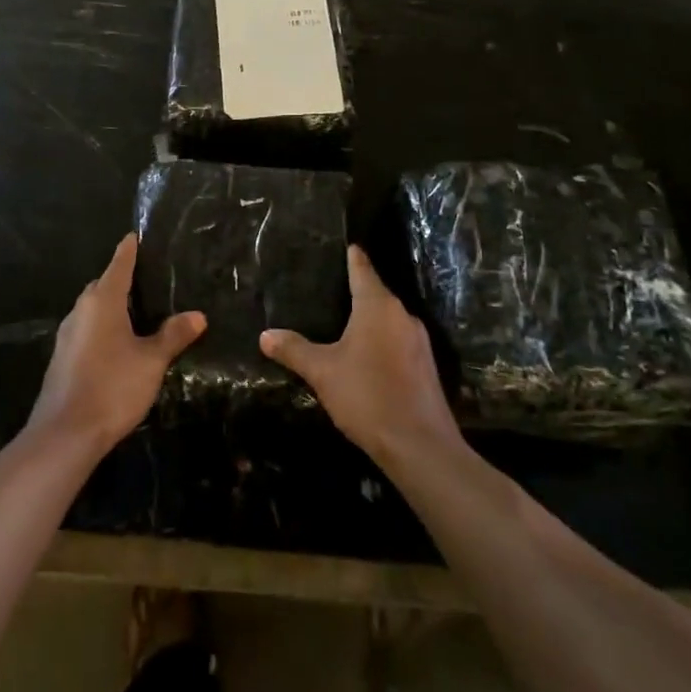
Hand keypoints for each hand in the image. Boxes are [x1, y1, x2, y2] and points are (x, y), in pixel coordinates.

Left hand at [27, 233, 205, 452]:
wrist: (65, 434)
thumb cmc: (112, 387)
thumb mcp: (151, 361)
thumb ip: (173, 335)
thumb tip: (198, 315)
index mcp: (102, 302)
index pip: (118, 266)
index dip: (128, 251)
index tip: (134, 236)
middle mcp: (80, 312)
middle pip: (101, 286)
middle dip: (120, 280)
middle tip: (146, 279)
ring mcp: (67, 336)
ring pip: (92, 310)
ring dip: (111, 307)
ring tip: (137, 312)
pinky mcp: (62, 358)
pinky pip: (86, 331)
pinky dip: (102, 328)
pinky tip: (117, 344)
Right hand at [261, 246, 461, 469]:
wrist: (420, 446)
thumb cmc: (367, 396)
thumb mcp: (322, 371)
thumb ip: (294, 350)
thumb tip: (265, 335)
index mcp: (378, 307)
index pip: (363, 270)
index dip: (353, 257)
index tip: (348, 245)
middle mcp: (402, 316)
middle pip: (377, 294)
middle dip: (357, 291)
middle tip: (331, 288)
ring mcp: (419, 342)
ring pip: (388, 320)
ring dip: (369, 320)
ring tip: (343, 322)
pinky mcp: (425, 367)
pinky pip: (397, 342)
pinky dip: (380, 341)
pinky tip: (365, 356)